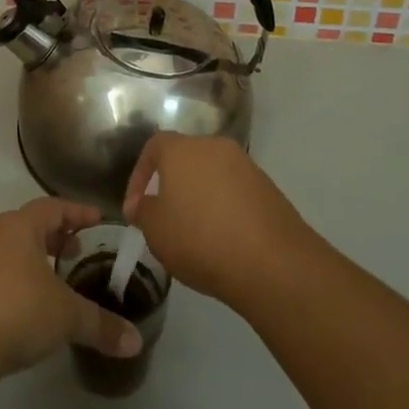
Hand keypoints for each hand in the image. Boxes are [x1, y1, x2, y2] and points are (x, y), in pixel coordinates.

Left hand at [0, 198, 142, 376]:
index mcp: (18, 228)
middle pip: (22, 227)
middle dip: (48, 238)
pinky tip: (2, 312)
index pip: (52, 207)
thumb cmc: (15, 311)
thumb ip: (101, 326)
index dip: (76, 212)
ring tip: (37, 285)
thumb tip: (135, 342)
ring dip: (17, 262)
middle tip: (70, 252)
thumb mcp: (66, 318)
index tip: (95, 219)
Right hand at [122, 135, 311, 308]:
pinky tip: (223, 239)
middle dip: (172, 185)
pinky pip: (235, 192)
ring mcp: (246, 166)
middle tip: (164, 217)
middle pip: (186, 158)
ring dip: (200, 197)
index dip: (139, 174)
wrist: (273, 262)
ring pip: (212, 175)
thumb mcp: (156, 230)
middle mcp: (215, 147)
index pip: (154, 146)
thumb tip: (140, 205)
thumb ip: (143, 211)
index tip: (136, 206)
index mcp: (183, 149)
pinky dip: (224, 208)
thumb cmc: (201, 239)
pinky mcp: (269, 188)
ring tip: (194, 232)